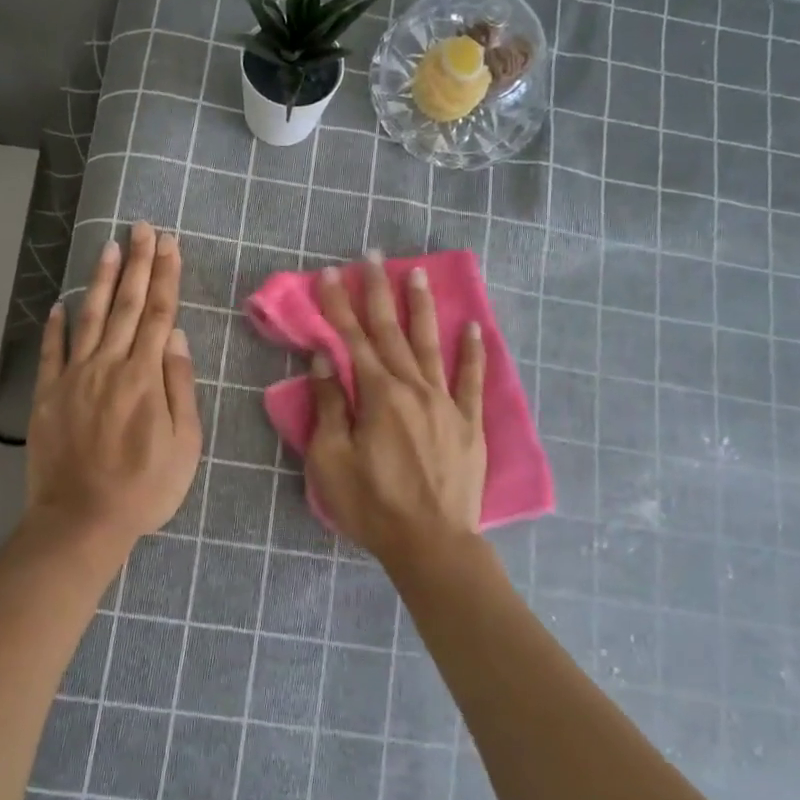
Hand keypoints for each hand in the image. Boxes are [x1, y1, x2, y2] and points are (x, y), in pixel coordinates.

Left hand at [26, 222, 202, 549]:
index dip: (166, 276)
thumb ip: (180, 387)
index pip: (160, 314)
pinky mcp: (48, 396)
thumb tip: (178, 337)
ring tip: (108, 246)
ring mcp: (74, 378)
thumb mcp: (184, 444)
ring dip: (101, 281)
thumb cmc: (144, 488)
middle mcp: (109, 366)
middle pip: (127, 305)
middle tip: (142, 227)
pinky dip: (56, 326)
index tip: (170, 244)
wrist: (82, 520)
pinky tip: (60, 304)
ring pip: (90, 318)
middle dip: (138, 263)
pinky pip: (51, 352)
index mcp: (145, 377)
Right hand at [305, 252, 486, 567]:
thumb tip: (325, 359)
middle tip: (373, 256)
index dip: (339, 304)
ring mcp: (446, 404)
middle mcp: (414, 388)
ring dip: (421, 307)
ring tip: (418, 273)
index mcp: (378, 395)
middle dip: (379, 292)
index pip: (353, 339)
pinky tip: (473, 327)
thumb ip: (330, 406)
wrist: (432, 543)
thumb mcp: (332, 460)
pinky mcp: (469, 424)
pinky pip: (471, 380)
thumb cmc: (372, 505)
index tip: (330, 273)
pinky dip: (472, 352)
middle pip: (392, 332)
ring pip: (431, 345)